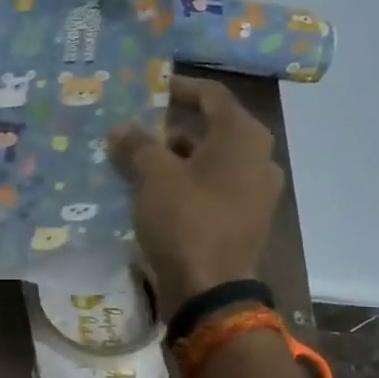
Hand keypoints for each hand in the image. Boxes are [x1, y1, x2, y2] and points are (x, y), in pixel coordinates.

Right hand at [108, 75, 284, 315]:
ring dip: (174, 159)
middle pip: (210, 129)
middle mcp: (257, 157)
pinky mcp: (244, 219)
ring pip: (209, 161)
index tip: (148, 89)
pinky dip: (185, 184)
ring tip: (136, 164)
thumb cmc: (185, 221)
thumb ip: (136, 146)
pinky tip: (154, 194)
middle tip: (133, 130)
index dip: (178, 88)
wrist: (210, 289)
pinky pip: (212, 188)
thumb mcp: (153, 177)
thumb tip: (121, 129)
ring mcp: (255, 191)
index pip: (211, 95)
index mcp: (242, 137)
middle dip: (169, 128)